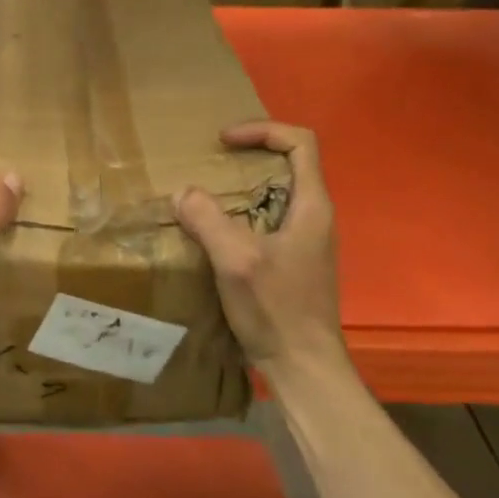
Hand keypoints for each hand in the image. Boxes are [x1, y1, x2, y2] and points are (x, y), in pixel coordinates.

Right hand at [173, 122, 343, 370]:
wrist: (303, 367)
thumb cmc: (277, 309)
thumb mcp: (236, 260)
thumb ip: (209, 220)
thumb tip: (184, 192)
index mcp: (311, 206)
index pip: (300, 142)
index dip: (263, 130)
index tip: (225, 141)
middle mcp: (314, 216)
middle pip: (288, 164)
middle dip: (248, 155)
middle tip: (210, 164)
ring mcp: (306, 240)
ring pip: (276, 194)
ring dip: (242, 186)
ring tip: (206, 195)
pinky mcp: (294, 261)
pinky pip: (269, 220)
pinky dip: (242, 213)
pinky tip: (215, 233)